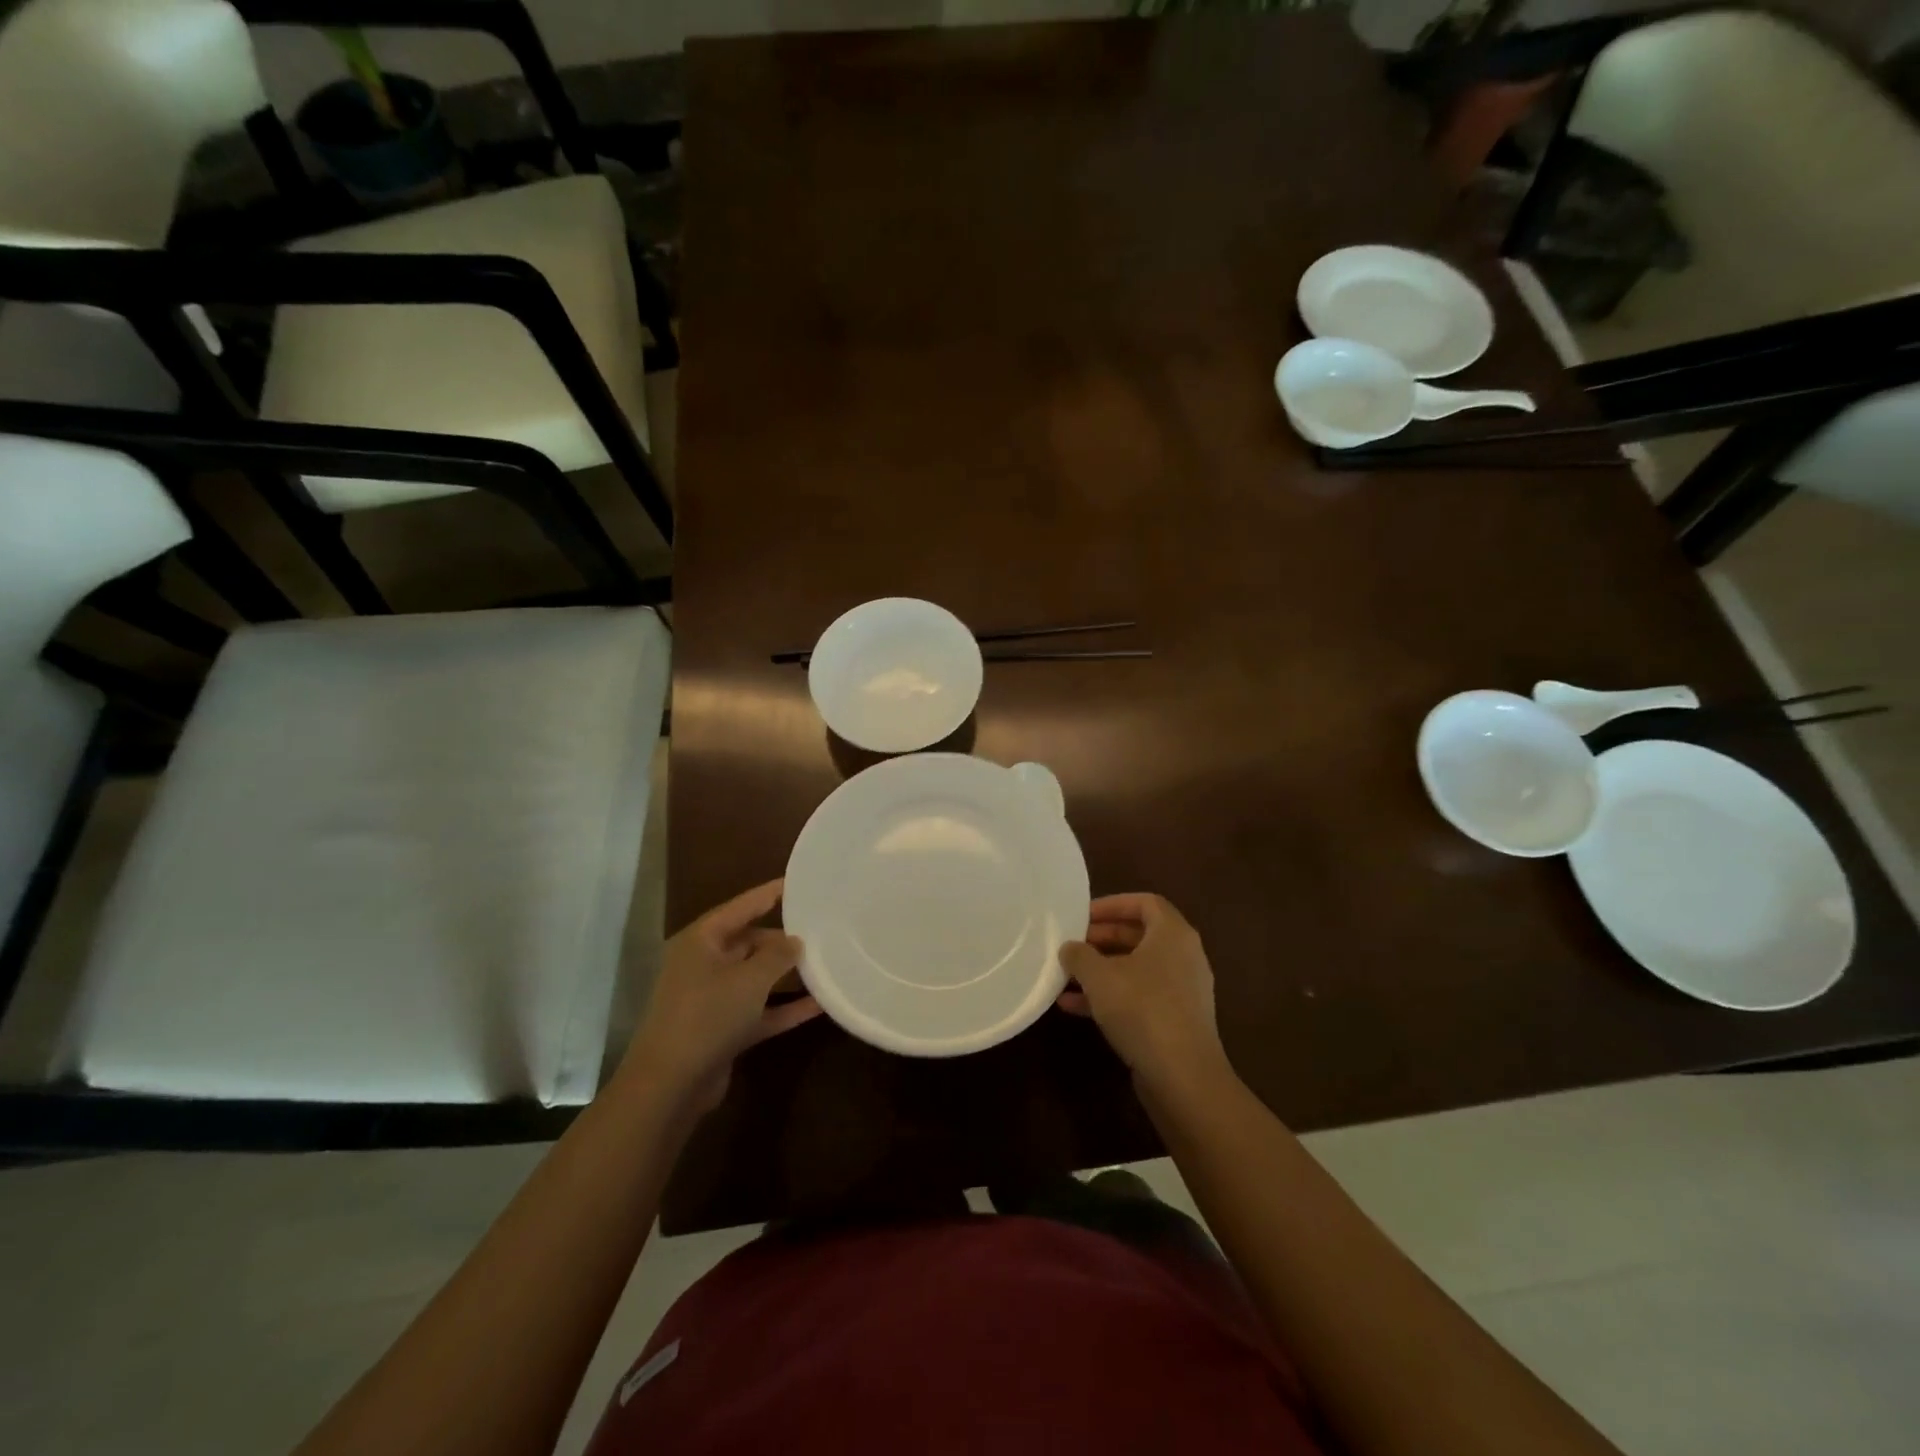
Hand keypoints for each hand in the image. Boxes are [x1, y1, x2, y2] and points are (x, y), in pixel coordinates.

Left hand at [623, 879, 821, 1116]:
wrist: (670, 1085)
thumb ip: (778, 955)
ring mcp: (712, 999)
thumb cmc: (707, 1014)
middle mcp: (704, 964)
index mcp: (701, 940)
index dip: (769, 893)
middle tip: (821, 931)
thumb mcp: (750, 978)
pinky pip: (760, 1010)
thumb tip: (796, 940)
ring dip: (786, 975)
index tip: (798, 882)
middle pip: (749, 942)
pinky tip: (819, 1005)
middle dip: (783, 940)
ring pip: (756, 978)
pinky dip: (785, 1008)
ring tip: (826, 964)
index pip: (741, 907)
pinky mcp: (723, 1030)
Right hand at [1058, 893, 1231, 1096]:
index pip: (1145, 902)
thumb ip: (1079, 954)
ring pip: (1136, 968)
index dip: (1112, 904)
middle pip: (1139, 935)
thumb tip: (1070, 947)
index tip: (1083, 915)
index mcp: (1173, 934)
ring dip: (1101, 970)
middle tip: (1072, 944)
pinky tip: (1075, 1007)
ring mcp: (1182, 990)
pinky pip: (1140, 995)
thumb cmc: (1142, 1009)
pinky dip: (1111, 995)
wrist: (1183, 1077)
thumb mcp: (1099, 976)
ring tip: (1066, 976)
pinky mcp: (1176, 1020)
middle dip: (1102, 938)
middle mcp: (1183, 956)